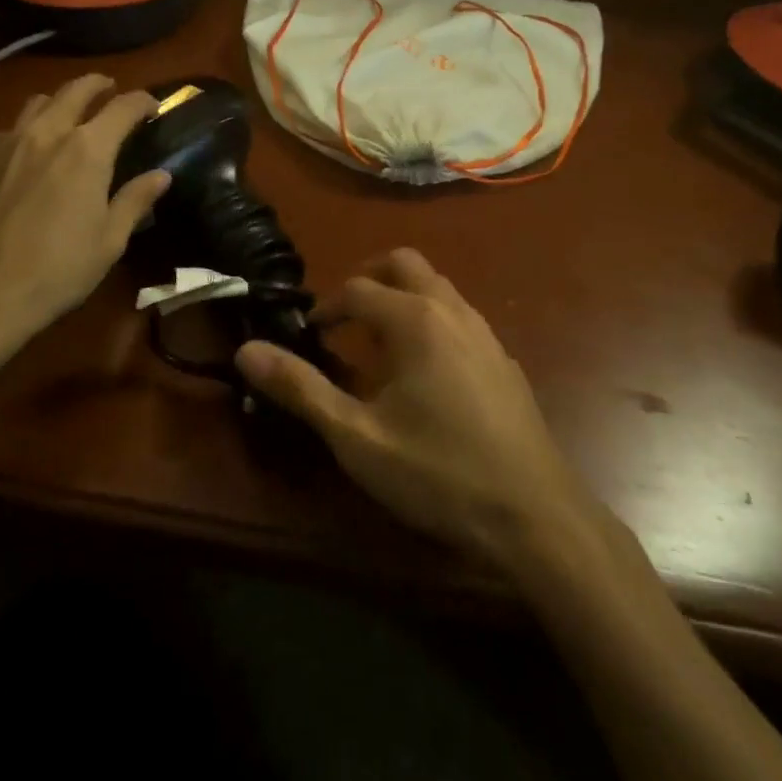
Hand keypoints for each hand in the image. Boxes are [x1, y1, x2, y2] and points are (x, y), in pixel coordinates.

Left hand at [0, 74, 169, 380]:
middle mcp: (47, 133)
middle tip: (111, 90)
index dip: (143, 101)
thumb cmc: (58, 269)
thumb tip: (161, 175)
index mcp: (87, 149)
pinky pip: (9, 129)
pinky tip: (30, 152)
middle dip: (99, 84)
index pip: (123, 107)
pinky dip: (28, 128)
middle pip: (76, 89)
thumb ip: (135, 200)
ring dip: (60, 101)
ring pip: (38, 102)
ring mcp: (8, 143)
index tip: (153, 107)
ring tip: (69, 116)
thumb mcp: (109, 240)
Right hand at [236, 249, 605, 570]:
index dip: (326, 308)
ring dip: (401, 299)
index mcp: (414, 319)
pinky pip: (458, 316)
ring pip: (436, 287)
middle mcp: (452, 310)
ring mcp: (484, 332)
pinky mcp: (503, 359)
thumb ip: (300, 389)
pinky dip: (430, 321)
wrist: (534, 516)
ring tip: (378, 347)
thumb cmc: (437, 472)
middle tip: (344, 319)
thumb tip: (247, 350)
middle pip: (404, 264)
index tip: (309, 338)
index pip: (357, 288)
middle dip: (368, 279)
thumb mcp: (356, 437)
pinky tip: (424, 375)